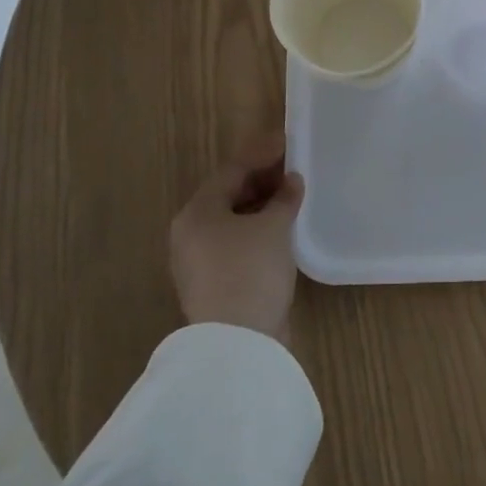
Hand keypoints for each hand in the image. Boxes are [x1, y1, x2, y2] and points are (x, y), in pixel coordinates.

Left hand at [169, 134, 304, 342]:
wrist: (238, 342)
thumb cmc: (251, 270)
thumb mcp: (274, 227)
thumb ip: (284, 198)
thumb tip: (292, 181)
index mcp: (197, 212)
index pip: (231, 171)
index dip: (262, 154)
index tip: (288, 142)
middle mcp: (191, 234)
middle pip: (228, 195)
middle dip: (262, 180)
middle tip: (294, 169)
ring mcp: (200, 262)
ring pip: (233, 222)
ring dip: (262, 206)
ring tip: (293, 197)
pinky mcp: (214, 284)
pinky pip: (237, 244)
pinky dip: (259, 231)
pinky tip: (283, 230)